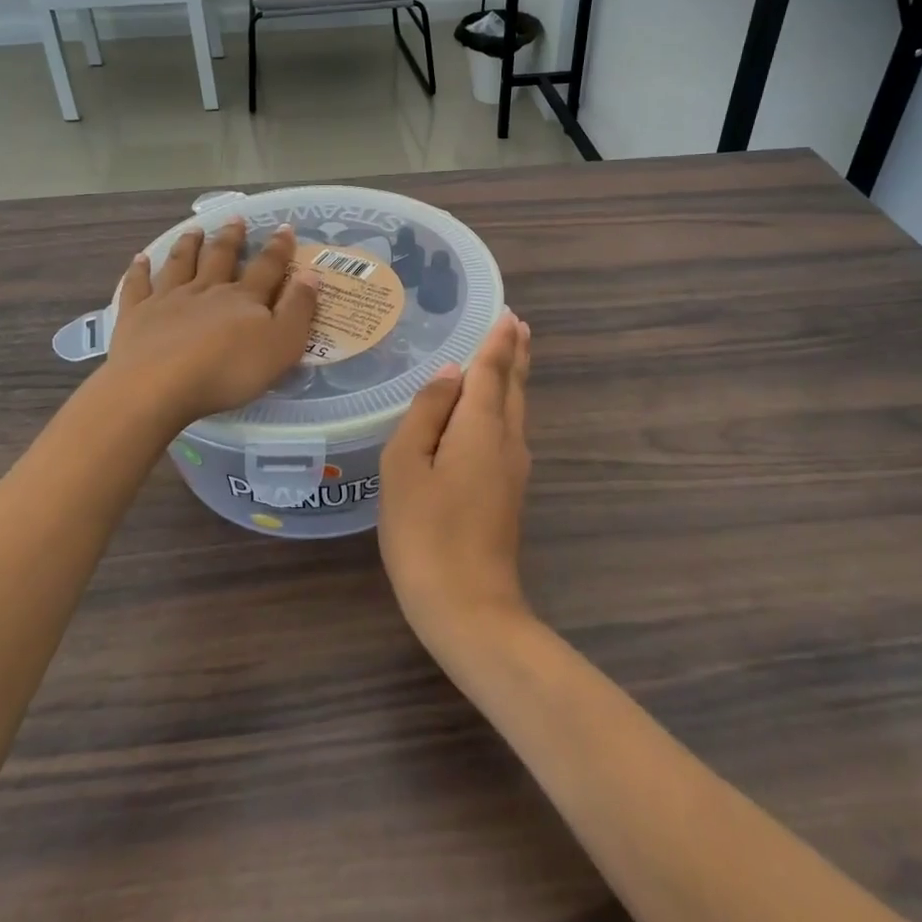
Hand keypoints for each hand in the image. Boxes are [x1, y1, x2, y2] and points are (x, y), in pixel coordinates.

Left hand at [107, 219, 320, 430]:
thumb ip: (298, 310)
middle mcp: (206, 290)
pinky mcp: (136, 316)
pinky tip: (140, 259)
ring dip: (189, 245)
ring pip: (180, 264)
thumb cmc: (228, 371)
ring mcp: (168, 300)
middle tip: (235, 219)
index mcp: (244, 298)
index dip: (279, 248)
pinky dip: (139, 270)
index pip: (267, 267)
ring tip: (194, 230)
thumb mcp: (281, 345)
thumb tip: (310, 274)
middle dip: (231, 238)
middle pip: (220, 257)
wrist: (159, 386)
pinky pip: (137, 286)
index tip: (285, 227)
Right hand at [379, 312, 533, 655]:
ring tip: (508, 354)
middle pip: (513, 387)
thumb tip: (452, 373)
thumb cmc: (426, 532)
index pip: (492, 369)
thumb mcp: (406, 466)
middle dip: (515, 354)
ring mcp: (514, 470)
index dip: (499, 340)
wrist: (469, 608)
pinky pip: (508, 432)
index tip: (508, 313)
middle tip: (515, 325)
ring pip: (515, 410)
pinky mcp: (509, 493)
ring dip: (512, 379)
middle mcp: (508, 441)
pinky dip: (504, 406)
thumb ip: (427, 412)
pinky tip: (490, 410)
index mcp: (482, 426)